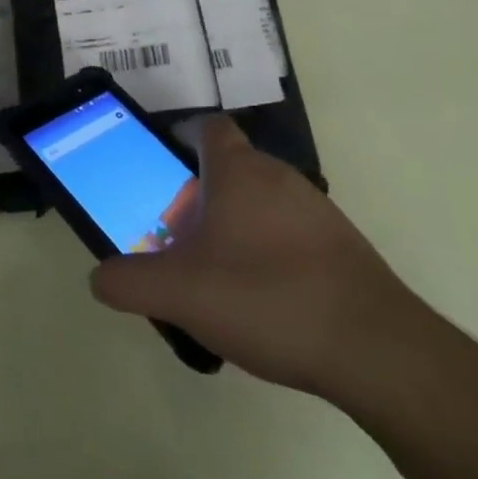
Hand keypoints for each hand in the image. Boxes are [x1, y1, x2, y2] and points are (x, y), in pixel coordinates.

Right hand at [90, 116, 424, 396]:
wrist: (378, 352)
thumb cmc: (269, 298)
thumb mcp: (181, 293)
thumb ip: (129, 282)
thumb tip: (98, 277)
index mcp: (238, 170)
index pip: (207, 127)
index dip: (181, 139)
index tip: (162, 171)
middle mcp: (279, 176)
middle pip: (230, 168)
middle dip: (200, 195)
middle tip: (178, 237)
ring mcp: (317, 211)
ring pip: (262, 203)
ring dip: (236, 227)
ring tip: (217, 276)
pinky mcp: (343, 248)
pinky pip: (291, 234)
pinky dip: (270, 253)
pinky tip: (263, 301)